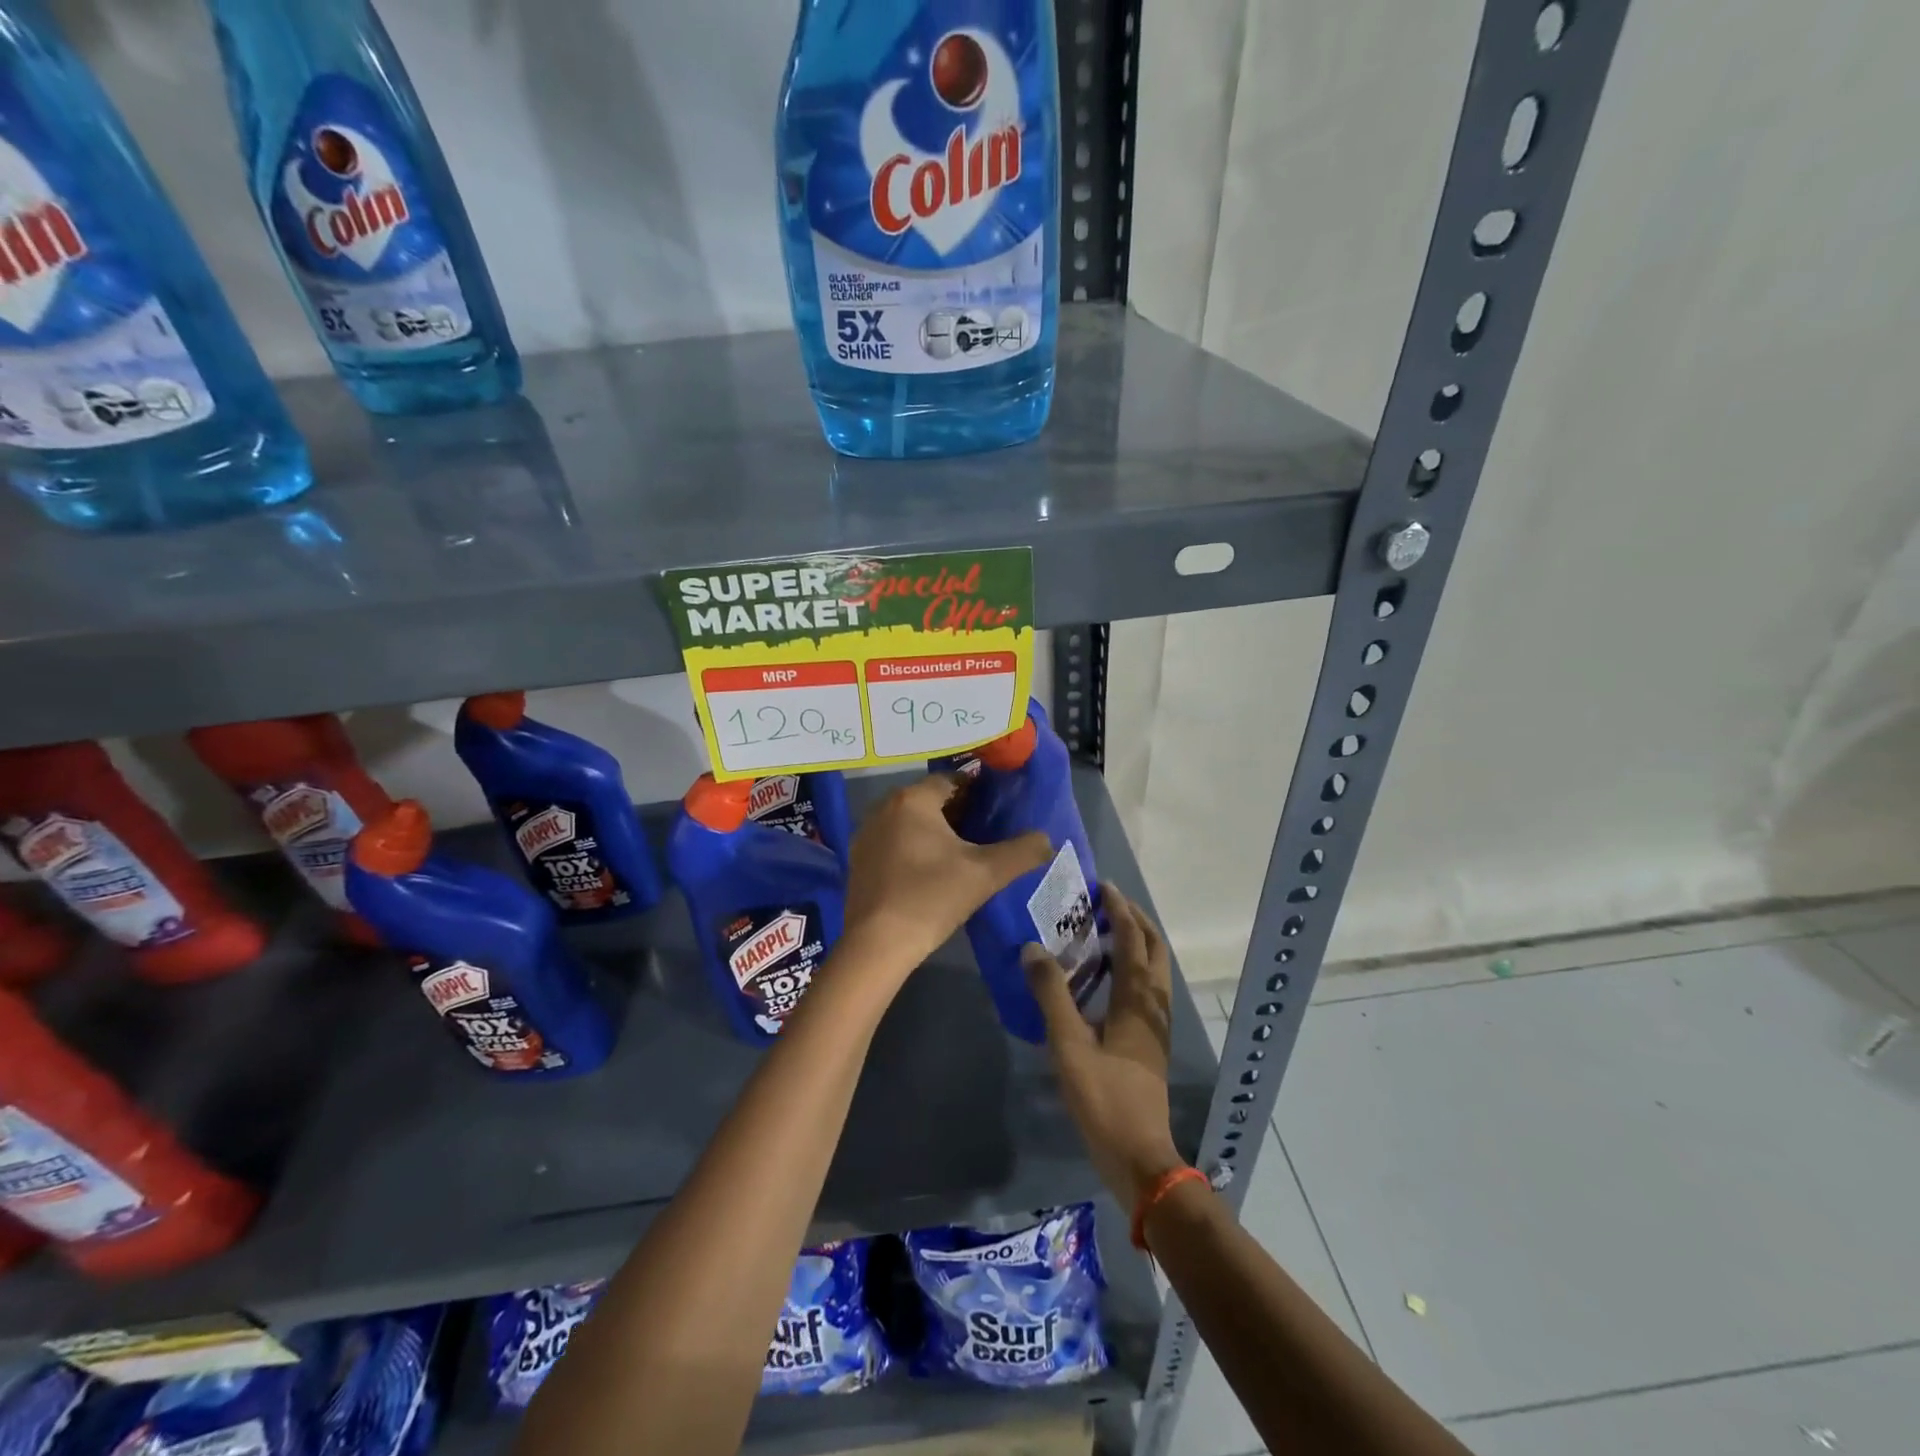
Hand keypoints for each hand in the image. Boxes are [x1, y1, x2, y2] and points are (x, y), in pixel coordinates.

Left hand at [838, 775, 1052, 994]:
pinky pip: (893, 842)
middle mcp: (883, 807)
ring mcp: (866, 834)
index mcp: (912, 799)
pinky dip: (913, 849)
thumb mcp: (986, 874)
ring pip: (910, 822)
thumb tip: (1047, 838)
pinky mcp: (858, 860)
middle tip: (985, 834)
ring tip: (962, 855)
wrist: (877, 944)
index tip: (998, 810)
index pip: (952, 779)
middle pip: (930, 800)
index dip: (978, 792)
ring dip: (934, 832)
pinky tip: (930, 873)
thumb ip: (1022, 851)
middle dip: (958, 813)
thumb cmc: (932, 897)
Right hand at [1026, 885, 1184, 1206]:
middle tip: (1106, 904)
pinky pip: (1144, 991)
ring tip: (1103, 933)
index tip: (1102, 886)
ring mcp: (1154, 1028)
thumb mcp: (1069, 1046)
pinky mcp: (1148, 1044)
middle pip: (1154, 951)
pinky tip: (1103, 981)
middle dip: (1135, 921)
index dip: (1119, 911)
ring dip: (1134, 944)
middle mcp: (1152, 1007)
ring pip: (1152, 972)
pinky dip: (1130, 969)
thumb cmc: (1104, 1099)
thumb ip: (1051, 995)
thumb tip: (1032, 948)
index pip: (1133, 942)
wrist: (1139, 1158)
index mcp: (1137, 1002)